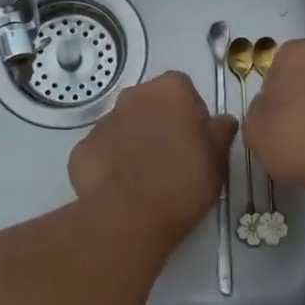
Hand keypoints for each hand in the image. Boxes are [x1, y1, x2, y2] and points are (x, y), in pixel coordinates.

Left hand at [69, 71, 237, 244]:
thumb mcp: (218, 158)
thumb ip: (221, 132)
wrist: (130, 216)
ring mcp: (103, 122)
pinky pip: (103, 152)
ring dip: (135, 142)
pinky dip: (112, 164)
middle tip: (174, 159)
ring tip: (147, 178)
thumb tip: (222, 121)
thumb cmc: (185, 179)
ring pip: (125, 127)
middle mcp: (133, 95)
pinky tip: (122, 189)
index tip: (197, 141)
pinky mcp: (81, 150)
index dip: (192, 115)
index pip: (184, 90)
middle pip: (151, 104)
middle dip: (161, 124)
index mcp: (170, 89)